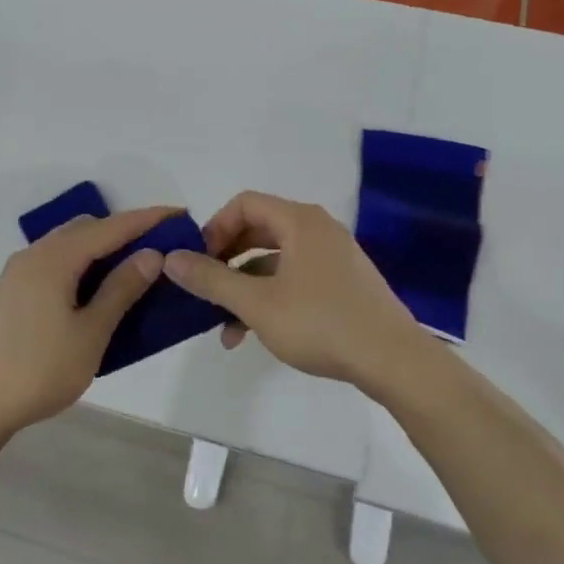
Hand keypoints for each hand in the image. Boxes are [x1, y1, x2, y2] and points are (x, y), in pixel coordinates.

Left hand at [0, 206, 176, 446]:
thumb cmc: (40, 370)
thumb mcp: (91, 333)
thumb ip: (121, 290)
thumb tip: (150, 255)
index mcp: (55, 259)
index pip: (110, 228)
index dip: (147, 219)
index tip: (180, 214)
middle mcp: (34, 255)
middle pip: (87, 229)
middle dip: (124, 231)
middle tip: (160, 247)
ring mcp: (19, 272)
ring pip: (69, 244)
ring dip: (102, 247)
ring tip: (135, 266)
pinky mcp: (13, 291)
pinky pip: (55, 261)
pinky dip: (82, 263)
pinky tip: (97, 287)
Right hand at [162, 191, 430, 392]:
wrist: (393, 360)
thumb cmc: (321, 323)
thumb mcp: (257, 304)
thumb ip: (211, 280)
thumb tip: (170, 258)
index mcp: (299, 222)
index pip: (244, 204)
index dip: (214, 228)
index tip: (198, 261)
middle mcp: (318, 229)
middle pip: (258, 230)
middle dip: (226, 260)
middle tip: (205, 288)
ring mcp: (333, 256)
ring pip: (275, 260)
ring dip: (245, 286)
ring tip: (225, 326)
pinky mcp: (342, 283)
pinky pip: (295, 277)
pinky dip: (270, 296)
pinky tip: (254, 333)